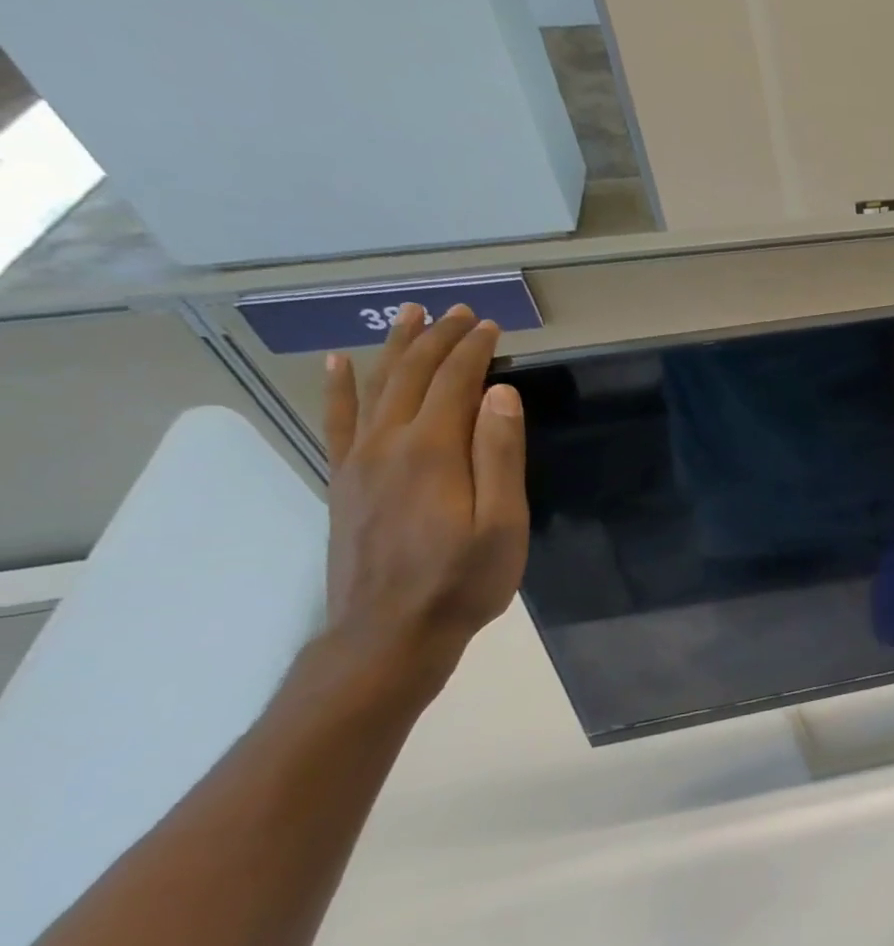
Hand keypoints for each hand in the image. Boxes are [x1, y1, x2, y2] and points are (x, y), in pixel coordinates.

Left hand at [320, 304, 528, 687]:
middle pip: (413, 376)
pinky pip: (337, 422)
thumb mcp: (503, 524)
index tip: (493, 325)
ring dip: (395, 349)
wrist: (390, 633)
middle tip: (461, 312)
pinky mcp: (344, 482)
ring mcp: (359, 462)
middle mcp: (389, 444)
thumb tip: (500, 394)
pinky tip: (337, 365)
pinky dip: (338, 388)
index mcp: (433, 451)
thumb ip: (500, 455)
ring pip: (375, 388)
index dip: (474, 350)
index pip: (455, 383)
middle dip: (439, 339)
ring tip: (409, 316)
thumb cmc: (463, 581)